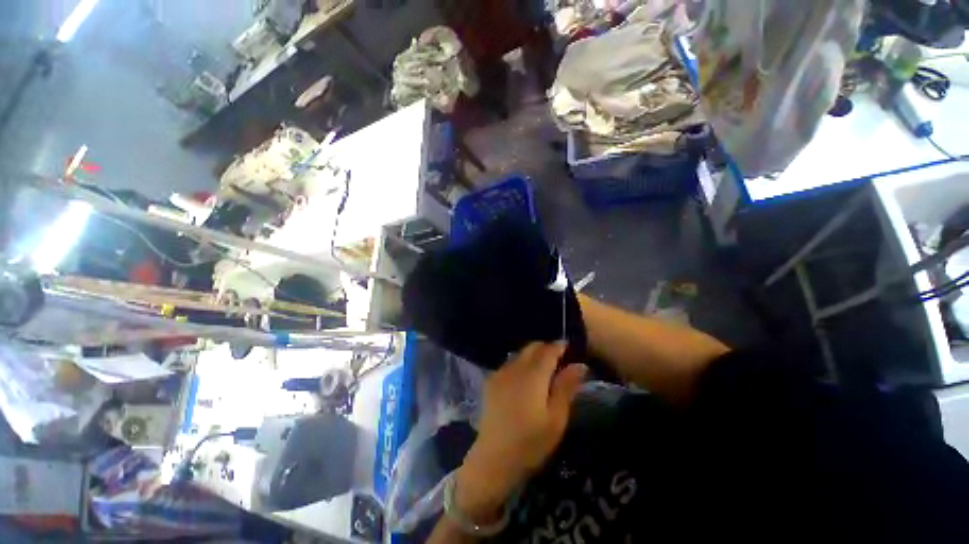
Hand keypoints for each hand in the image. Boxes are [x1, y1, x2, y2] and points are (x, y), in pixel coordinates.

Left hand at [456, 342, 587, 521]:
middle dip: (546, 348)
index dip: (560, 346)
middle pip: (532, 347)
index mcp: (533, 376)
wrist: (494, 458)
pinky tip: (525, 379)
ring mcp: (500, 372)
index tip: (570, 347)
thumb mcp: (556, 418)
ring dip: (533, 355)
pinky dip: (521, 363)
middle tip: (559, 360)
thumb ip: (566, 387)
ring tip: (544, 370)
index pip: (548, 350)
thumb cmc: (531, 442)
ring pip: (520, 353)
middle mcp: (514, 367)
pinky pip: (510, 363)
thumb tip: (580, 364)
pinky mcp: (491, 380)